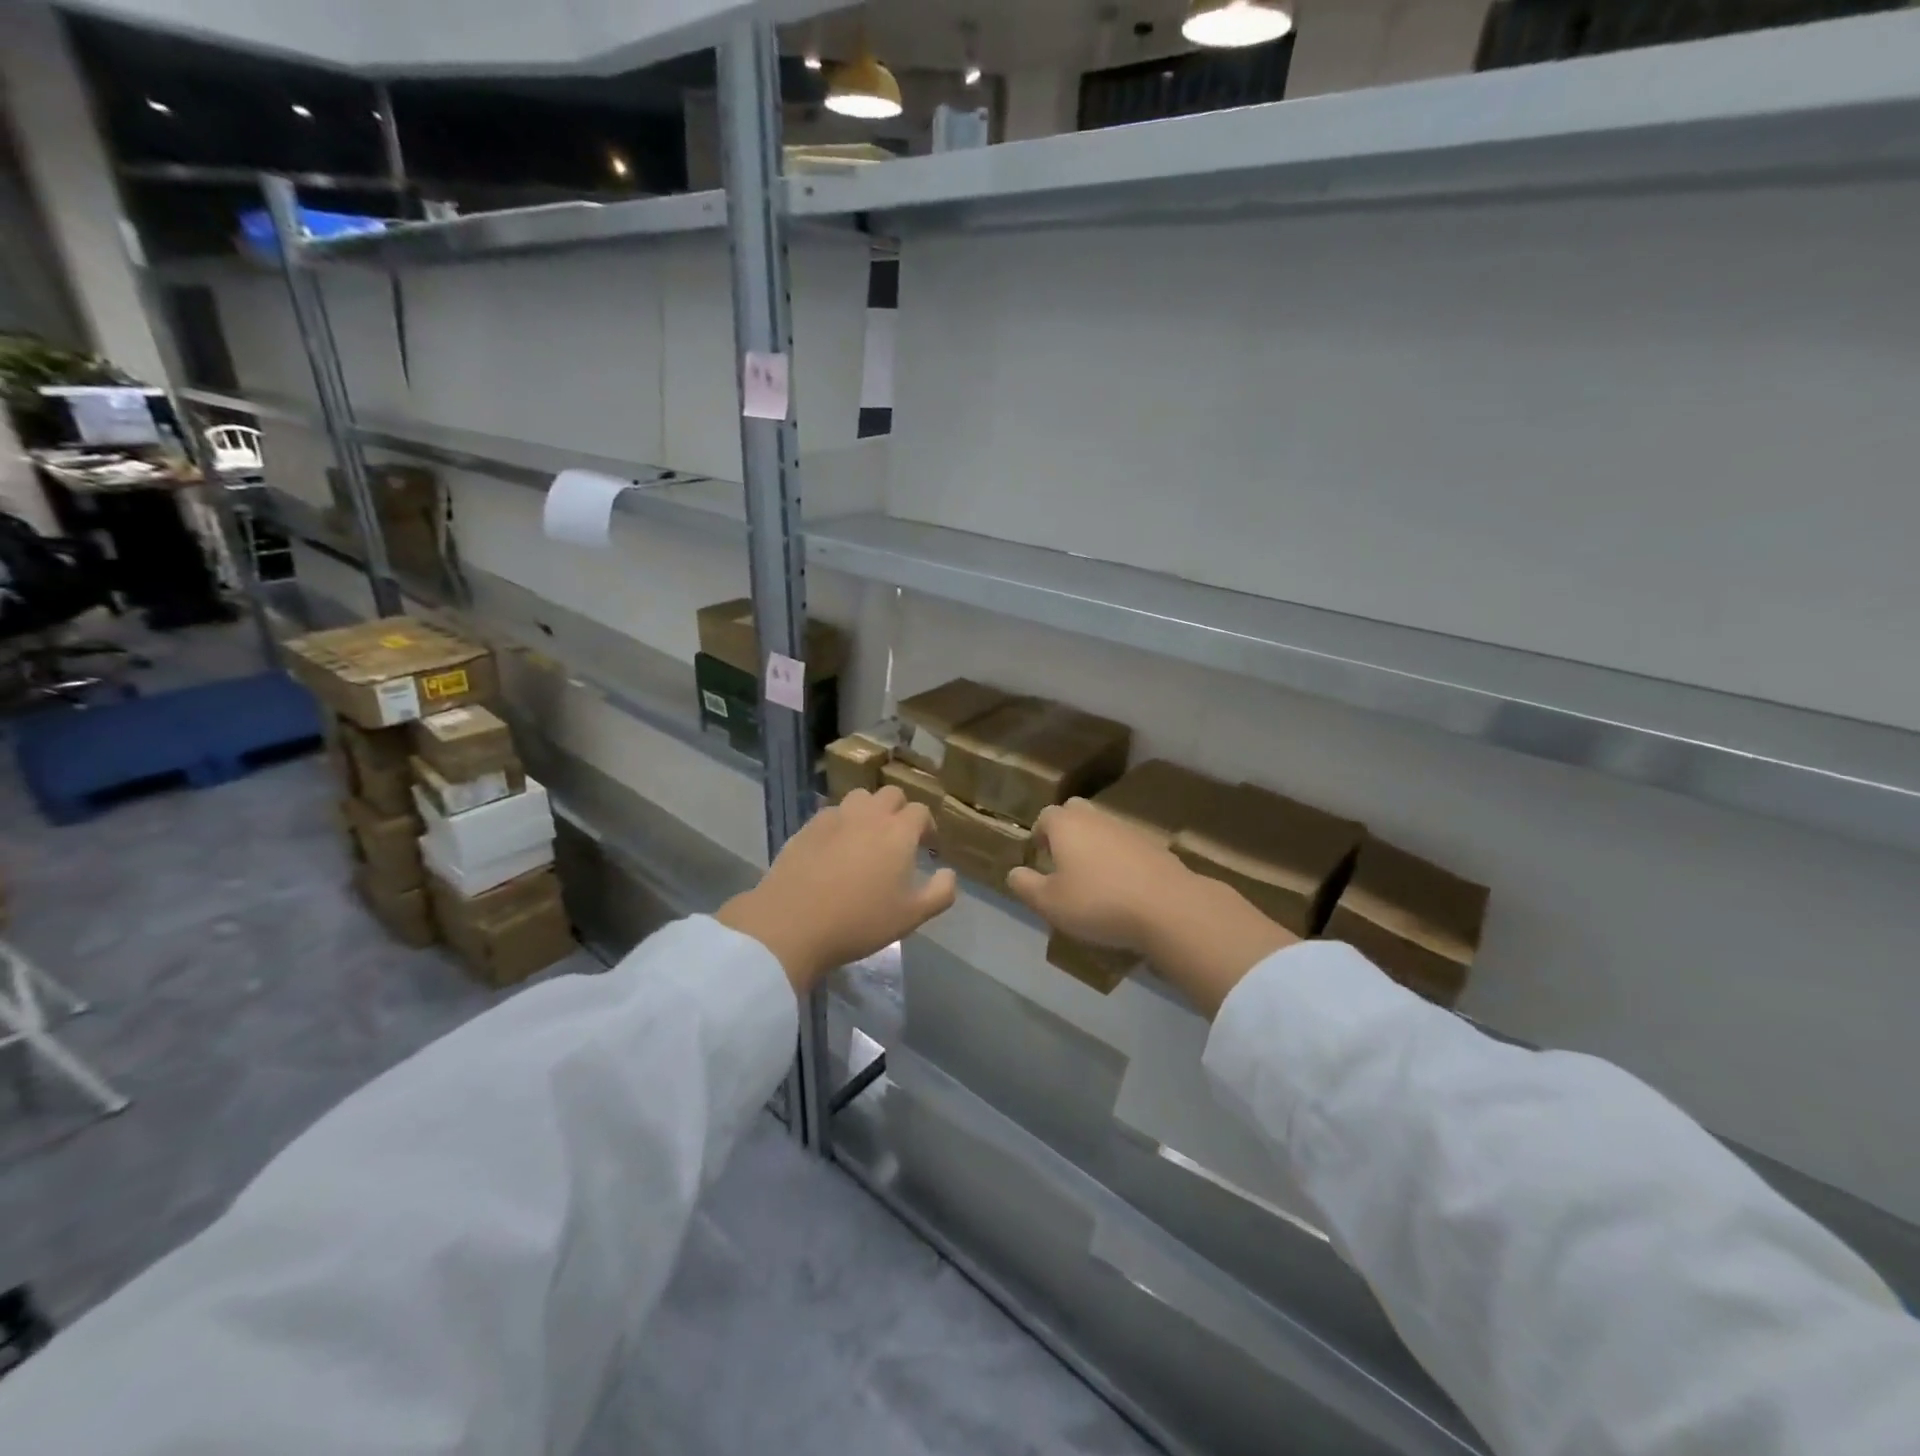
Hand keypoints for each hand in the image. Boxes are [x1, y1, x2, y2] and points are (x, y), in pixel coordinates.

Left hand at [717, 786, 957, 994]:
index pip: (921, 811)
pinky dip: (841, 823)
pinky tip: (835, 848)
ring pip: (860, 798)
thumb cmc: (859, 921)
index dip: (927, 826)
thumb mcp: (911, 916)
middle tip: (898, 839)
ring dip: (869, 811)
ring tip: (867, 838)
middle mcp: (869, 815)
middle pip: (891, 794)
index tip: (927, 847)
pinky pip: (832, 814)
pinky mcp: (807, 827)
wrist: (792, 924)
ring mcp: (835, 817)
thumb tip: (949, 873)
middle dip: (900, 811)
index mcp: (898, 831)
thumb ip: (940, 892)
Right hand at [1007, 798, 1188, 953]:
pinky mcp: (1154, 846)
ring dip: (1094, 846)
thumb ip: (1026, 886)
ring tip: (1093, 880)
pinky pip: (1127, 846)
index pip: (1045, 816)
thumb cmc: (1098, 902)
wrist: (1168, 907)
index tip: (1039, 858)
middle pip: (1076, 813)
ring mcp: (1128, 829)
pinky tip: (1122, 888)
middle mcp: (1096, 818)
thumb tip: (1014, 872)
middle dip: (1066, 831)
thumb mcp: (1049, 902)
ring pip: (1103, 829)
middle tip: (1063, 862)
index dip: (1039, 835)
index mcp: (1066, 824)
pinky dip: (1120, 860)